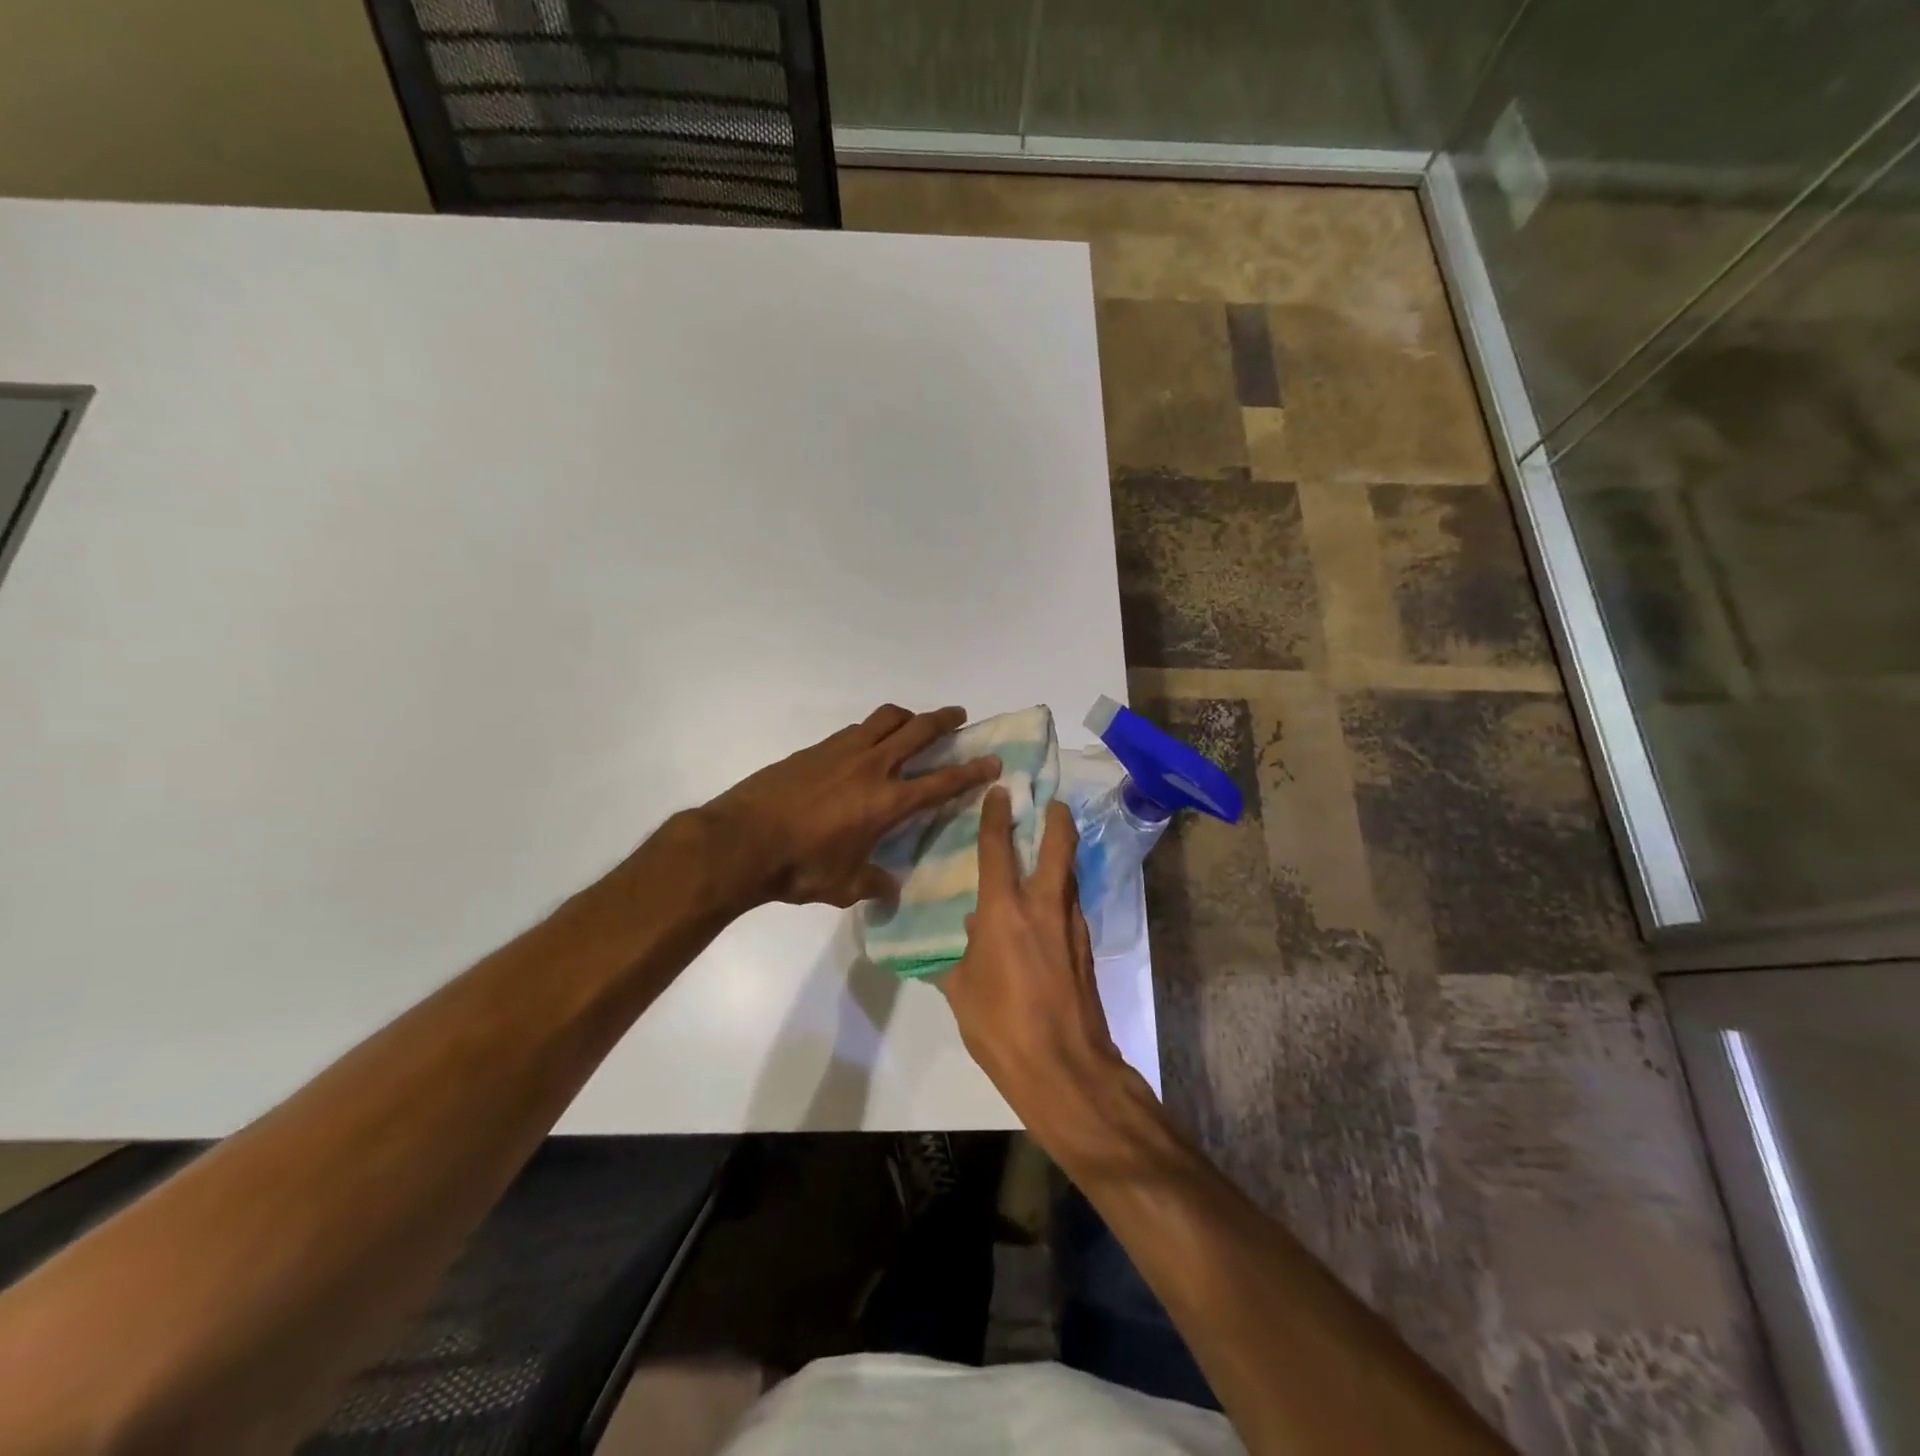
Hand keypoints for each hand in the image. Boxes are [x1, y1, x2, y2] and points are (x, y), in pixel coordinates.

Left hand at [694, 704, 1000, 909]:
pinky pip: (855, 729)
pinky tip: (866, 745)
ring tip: (913, 723)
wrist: (742, 841)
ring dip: (906, 716)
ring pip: (885, 719)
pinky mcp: (816, 748)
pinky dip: (871, 730)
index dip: (970, 771)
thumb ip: (873, 884)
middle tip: (959, 715)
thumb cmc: (799, 868)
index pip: (940, 782)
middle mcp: (871, 767)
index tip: (991, 760)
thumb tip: (891, 888)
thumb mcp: (843, 886)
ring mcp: (841, 752)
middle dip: (944, 720)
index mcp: (886, 802)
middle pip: (917, 731)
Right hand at [941, 788, 1134, 1132]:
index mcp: (1004, 911)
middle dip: (1056, 819)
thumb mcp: (962, 989)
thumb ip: (962, 953)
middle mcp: (1042, 907)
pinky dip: (1061, 895)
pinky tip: (1046, 910)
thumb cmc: (1000, 1027)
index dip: (996, 815)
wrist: (1064, 1068)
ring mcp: (1071, 926)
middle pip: (1058, 847)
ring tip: (1047, 850)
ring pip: (1069, 876)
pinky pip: (1071, 907)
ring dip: (1061, 857)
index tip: (1000, 790)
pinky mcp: (1086, 948)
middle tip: (1051, 803)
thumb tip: (971, 930)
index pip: (998, 848)